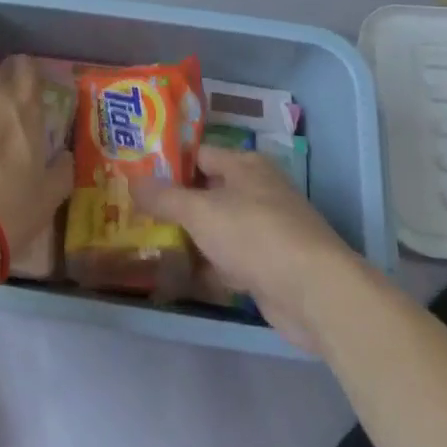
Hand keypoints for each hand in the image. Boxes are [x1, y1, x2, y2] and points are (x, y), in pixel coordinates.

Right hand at [133, 146, 360, 352]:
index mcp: (245, 165)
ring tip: (148, 244)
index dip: (169, 163)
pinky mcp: (268, 268)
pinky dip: (207, 269)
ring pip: (216, 229)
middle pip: (207, 193)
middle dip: (174, 205)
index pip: (199, 154)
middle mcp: (256, 191)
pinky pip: (228, 262)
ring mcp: (264, 231)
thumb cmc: (255, 234)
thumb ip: (164, 197)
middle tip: (135, 212)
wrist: (314, 292)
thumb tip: (132, 180)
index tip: (136, 174)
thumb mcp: (201, 210)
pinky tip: (178, 278)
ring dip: (189, 239)